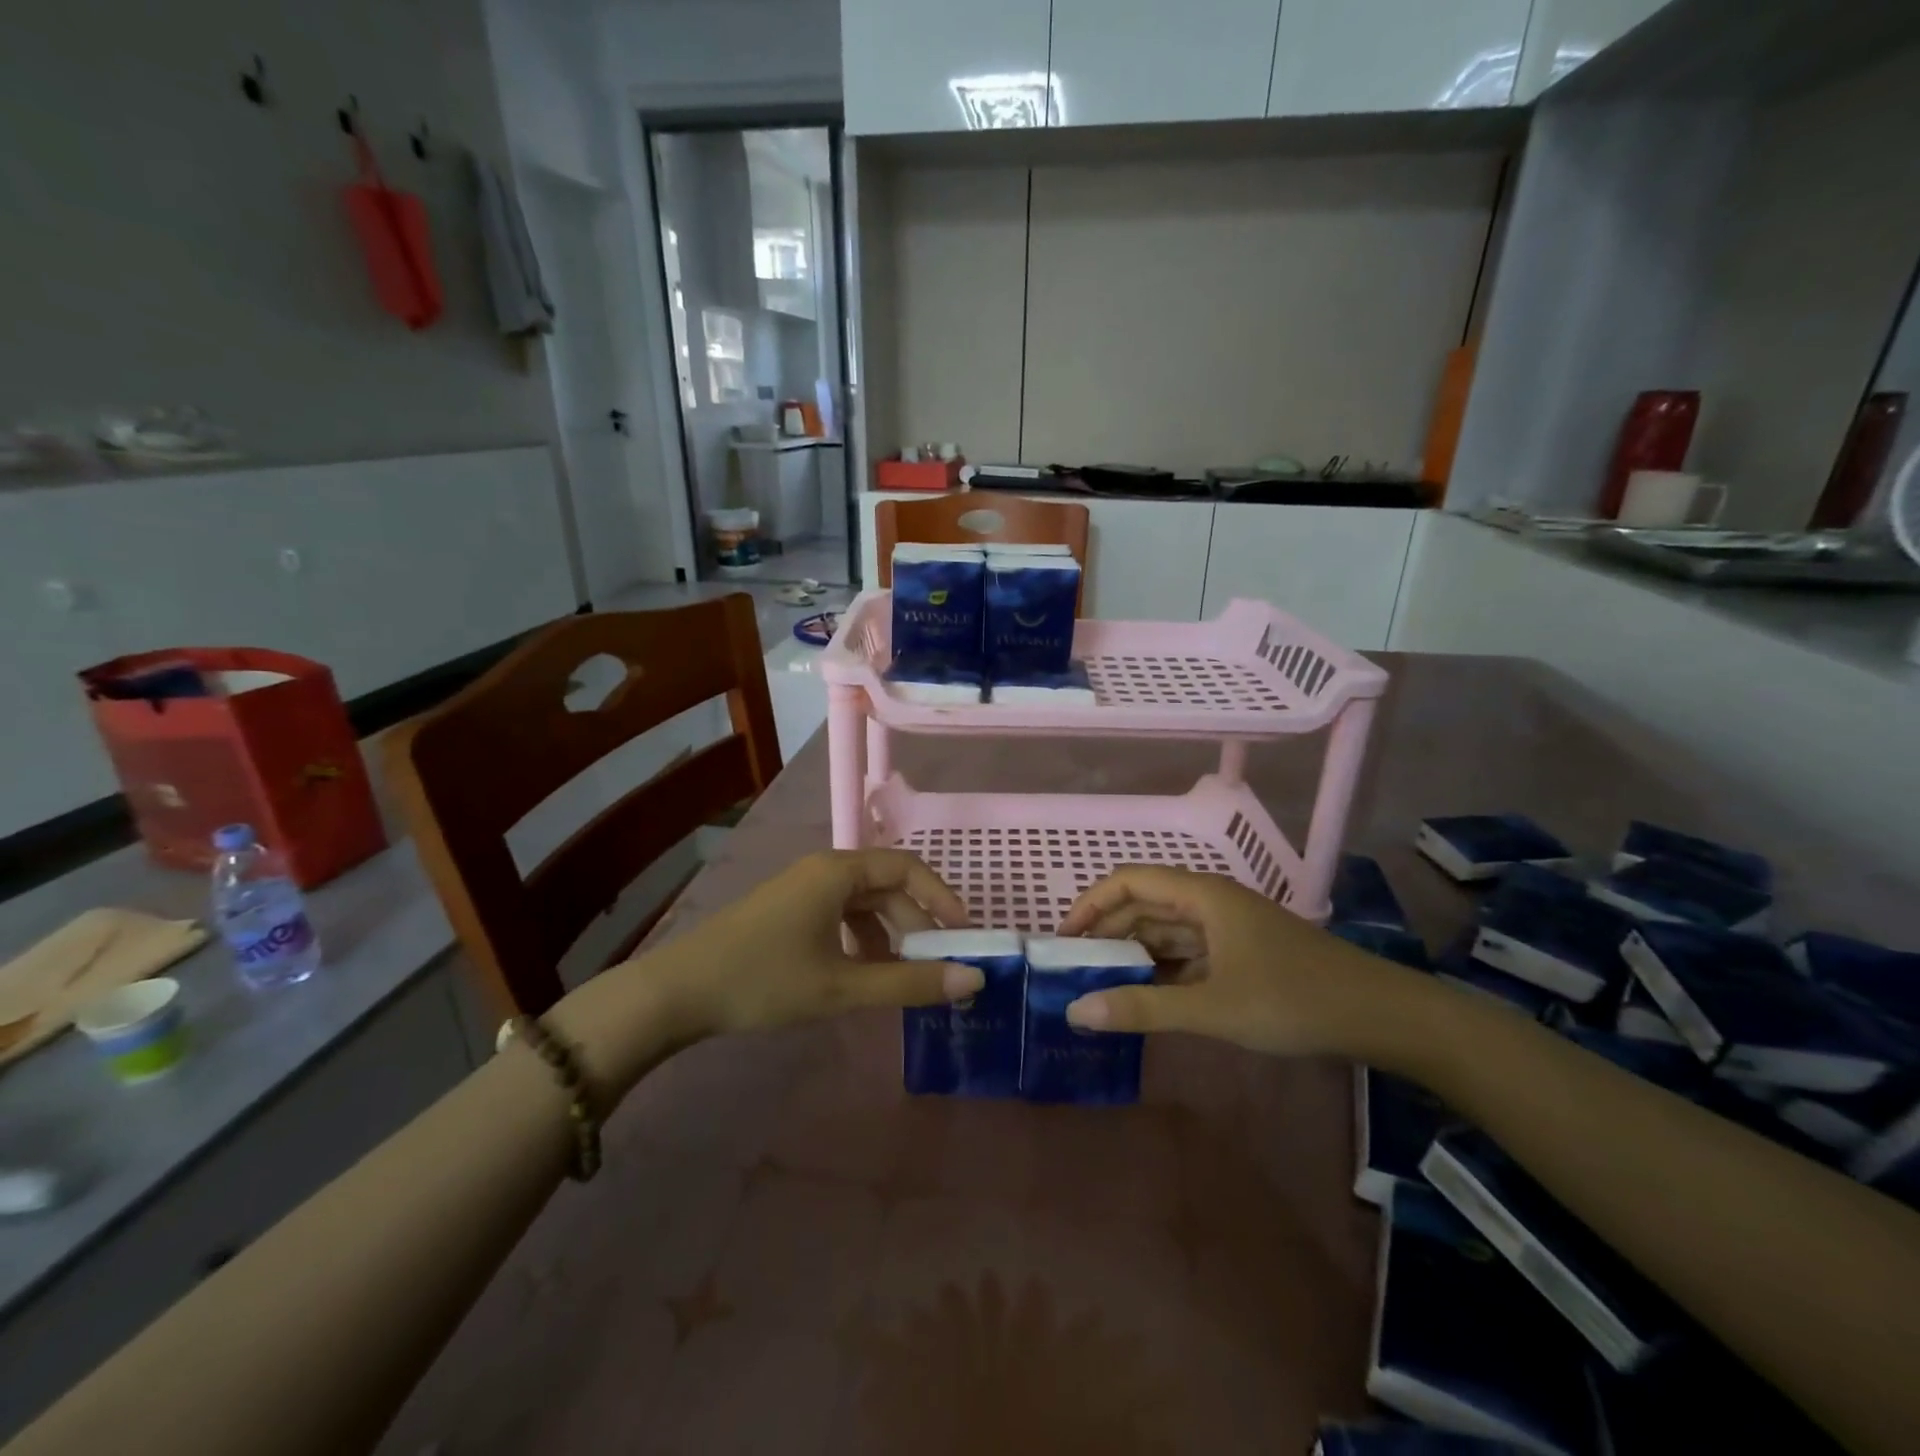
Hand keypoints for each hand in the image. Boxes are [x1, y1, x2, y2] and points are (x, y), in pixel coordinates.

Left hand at [647, 849, 982, 1039]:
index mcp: (838, 872)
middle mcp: (823, 870)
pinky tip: (860, 974)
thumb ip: (909, 983)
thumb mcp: (842, 987)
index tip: (963, 936)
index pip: (907, 868)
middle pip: (886, 886)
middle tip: (935, 967)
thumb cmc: (764, 980)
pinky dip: (861, 941)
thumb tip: (973, 980)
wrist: (676, 993)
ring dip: (888, 936)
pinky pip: (839, 916)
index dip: (941, 898)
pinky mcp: (787, 912)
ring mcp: (801, 890)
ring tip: (900, 977)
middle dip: (915, 924)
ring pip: (862, 904)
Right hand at [1054, 866, 1405, 1057]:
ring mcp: (1229, 927)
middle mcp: (1210, 902)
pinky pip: (1188, 952)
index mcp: (1201, 895)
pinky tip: (1148, 997)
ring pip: (1167, 930)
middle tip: (1076, 971)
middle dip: (1108, 933)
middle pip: (1145, 904)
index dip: (1090, 905)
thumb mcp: (1212, 1008)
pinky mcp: (1242, 953)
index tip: (1063, 941)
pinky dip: (1163, 970)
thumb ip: (1143, 1008)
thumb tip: (1076, 1011)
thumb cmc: (1293, 1000)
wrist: (1381, 1016)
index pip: (1128, 882)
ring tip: (1102, 986)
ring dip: (1134, 953)